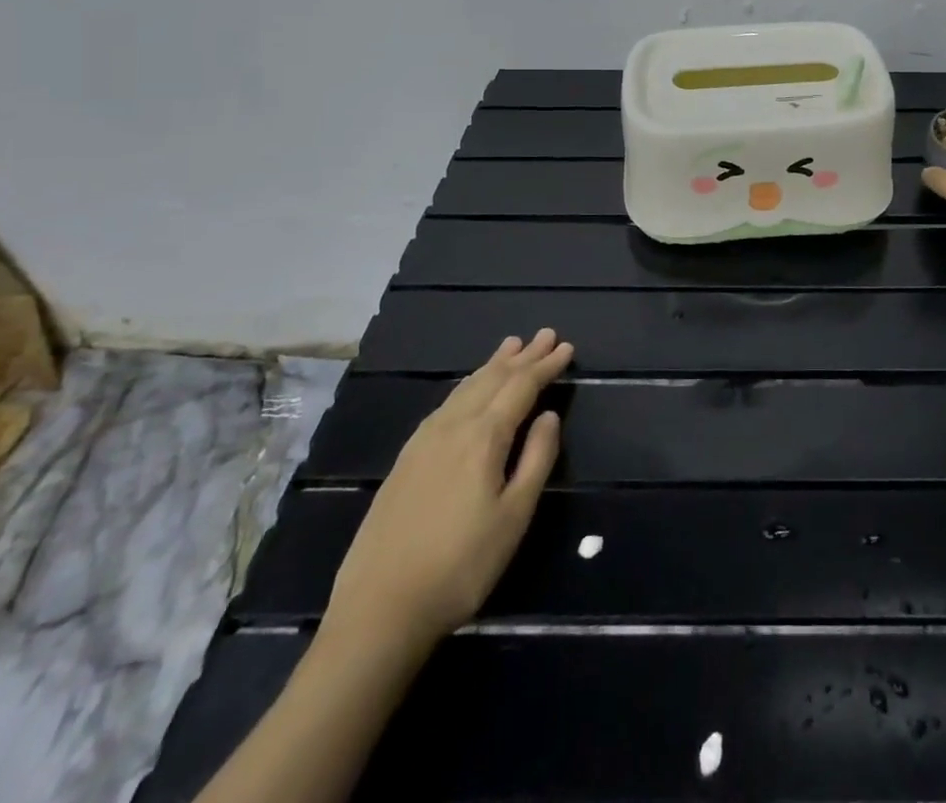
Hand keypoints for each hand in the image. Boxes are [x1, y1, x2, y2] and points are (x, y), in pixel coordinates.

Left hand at [325, 329, 571, 650]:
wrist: (379, 610)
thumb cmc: (461, 566)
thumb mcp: (514, 516)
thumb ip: (536, 459)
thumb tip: (549, 415)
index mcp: (483, 437)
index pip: (521, 387)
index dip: (546, 366)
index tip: (567, 348)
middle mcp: (452, 427)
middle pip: (492, 379)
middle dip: (522, 356)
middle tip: (545, 334)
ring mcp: (423, 442)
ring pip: (465, 388)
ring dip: (492, 366)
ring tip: (510, 347)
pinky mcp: (405, 460)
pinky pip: (445, 405)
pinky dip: (467, 386)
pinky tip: (468, 391)